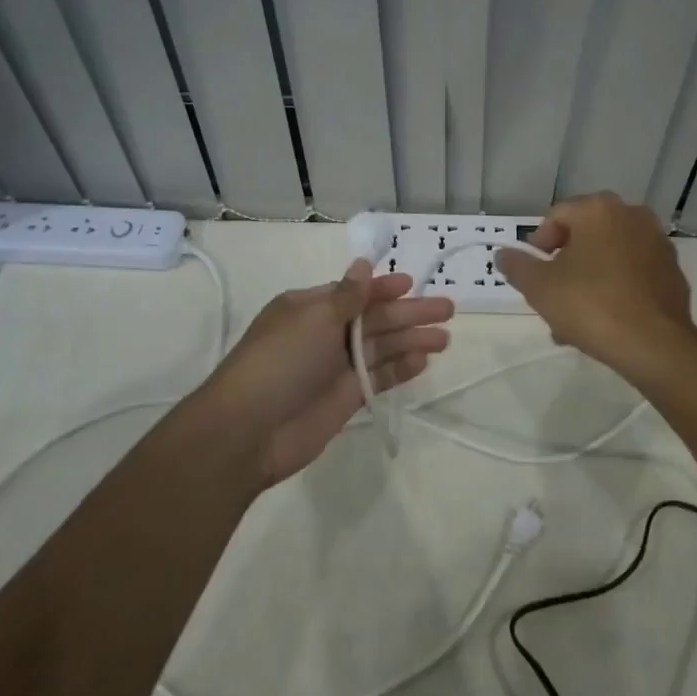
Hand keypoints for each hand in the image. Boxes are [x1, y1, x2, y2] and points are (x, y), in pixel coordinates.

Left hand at [196, 260, 452, 486]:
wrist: (248, 431)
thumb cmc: (279, 362)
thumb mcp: (313, 318)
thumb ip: (347, 296)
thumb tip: (363, 264)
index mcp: (310, 308)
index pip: (355, 293)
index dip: (384, 288)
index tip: (413, 283)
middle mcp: (324, 334)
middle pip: (375, 318)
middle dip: (410, 313)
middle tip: (448, 309)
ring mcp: (336, 367)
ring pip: (381, 347)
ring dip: (412, 340)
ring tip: (445, 339)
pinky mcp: (346, 398)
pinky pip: (379, 377)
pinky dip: (400, 369)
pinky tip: (424, 361)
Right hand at [496, 192, 694, 369]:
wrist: (655, 345)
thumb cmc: (590, 305)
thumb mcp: (539, 287)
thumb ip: (517, 265)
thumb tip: (503, 254)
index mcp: (599, 209)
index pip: (557, 216)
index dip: (538, 244)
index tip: (533, 273)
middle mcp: (632, 215)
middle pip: (585, 236)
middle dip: (565, 264)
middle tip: (552, 295)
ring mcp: (658, 244)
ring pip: (609, 257)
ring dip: (589, 279)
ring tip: (574, 318)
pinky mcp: (673, 273)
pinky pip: (633, 274)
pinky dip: (616, 289)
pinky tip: (604, 322)